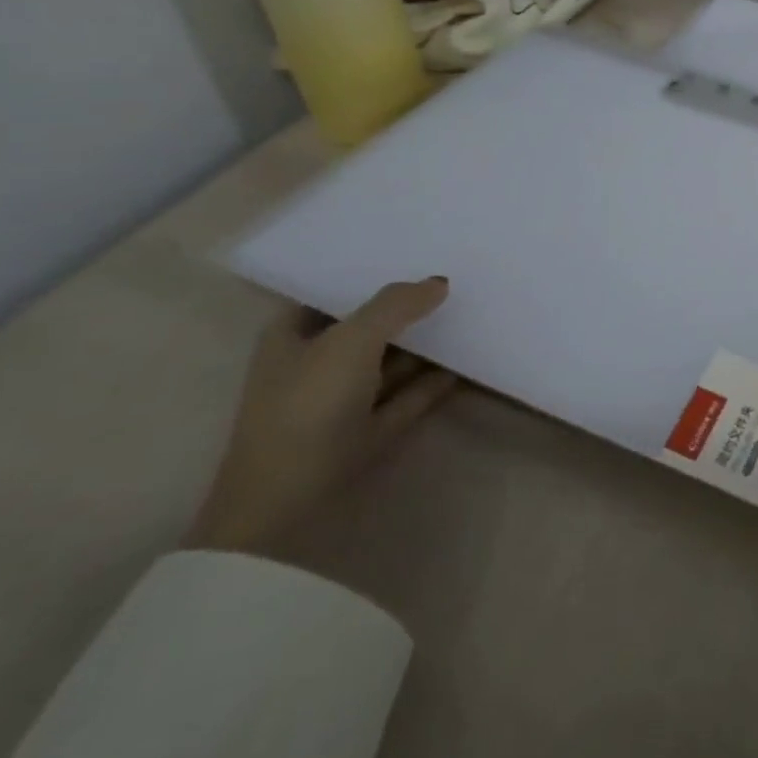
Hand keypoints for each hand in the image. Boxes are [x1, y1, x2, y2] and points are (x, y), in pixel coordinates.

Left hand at [185, 278, 458, 556]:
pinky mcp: (367, 432)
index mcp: (292, 336)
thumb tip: (439, 282)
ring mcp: (341, 401)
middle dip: (407, 306)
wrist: (285, 504)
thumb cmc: (307, 405)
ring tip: (472, 315)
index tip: (417, 253)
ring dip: (425, 344)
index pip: (334, 291)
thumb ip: (397, 304)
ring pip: (391, 361)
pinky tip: (466, 363)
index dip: (370, 273)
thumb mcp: (352, 340)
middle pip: (368, 325)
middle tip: (455, 279)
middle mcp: (315, 364)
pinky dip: (433, 381)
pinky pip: (407, 396)